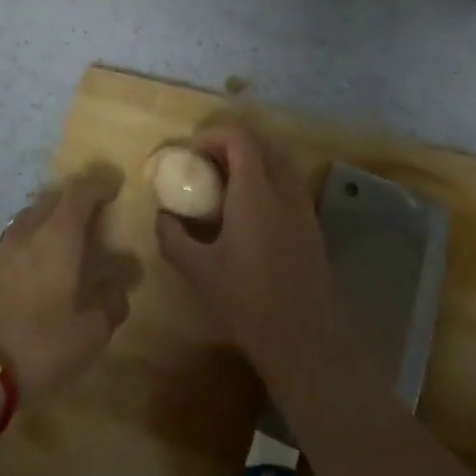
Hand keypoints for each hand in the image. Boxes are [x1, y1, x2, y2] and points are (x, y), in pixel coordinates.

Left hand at [0, 171, 130, 399]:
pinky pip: (17, 238)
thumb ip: (111, 304)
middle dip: (76, 199)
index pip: (79, 191)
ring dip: (52, 218)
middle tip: (96, 215)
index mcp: (58, 236)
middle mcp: (29, 231)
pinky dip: (34, 239)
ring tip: (68, 239)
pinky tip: (41, 264)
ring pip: (31, 216)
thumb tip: (121, 288)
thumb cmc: (42, 344)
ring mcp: (3, 248)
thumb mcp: (90, 332)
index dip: (99, 184)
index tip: (115, 188)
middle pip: (53, 198)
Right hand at [154, 123, 332, 376]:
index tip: (192, 154)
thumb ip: (172, 236)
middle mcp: (284, 190)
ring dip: (253, 160)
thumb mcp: (196, 269)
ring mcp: (303, 206)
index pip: (239, 138)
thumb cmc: (244, 301)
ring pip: (280, 161)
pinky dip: (268, 180)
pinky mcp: (313, 225)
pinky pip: (290, 184)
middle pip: (262, 143)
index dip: (213, 136)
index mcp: (255, 192)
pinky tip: (250, 211)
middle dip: (231, 144)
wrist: (300, 339)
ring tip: (227, 185)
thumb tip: (162, 214)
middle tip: (206, 165)